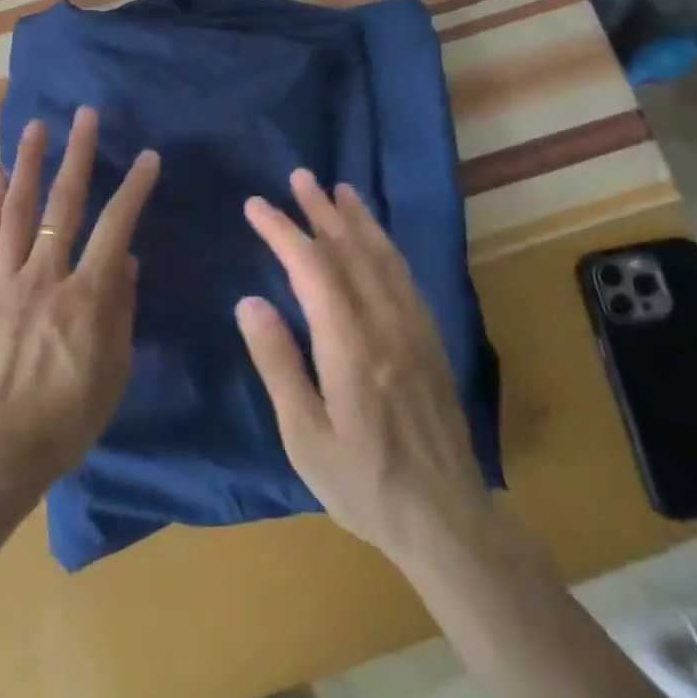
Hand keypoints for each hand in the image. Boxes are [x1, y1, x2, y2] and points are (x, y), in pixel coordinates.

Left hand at [0, 107, 160, 508]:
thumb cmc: (69, 418)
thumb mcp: (115, 371)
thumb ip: (122, 310)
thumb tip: (127, 261)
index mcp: (86, 297)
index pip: (117, 228)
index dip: (134, 189)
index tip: (148, 158)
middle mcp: (45, 277)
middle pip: (63, 205)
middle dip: (78, 155)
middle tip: (85, 116)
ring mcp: (5, 283)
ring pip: (17, 212)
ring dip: (27, 166)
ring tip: (36, 129)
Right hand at [237, 171, 494, 569]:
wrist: (446, 520)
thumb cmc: (362, 483)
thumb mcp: (304, 436)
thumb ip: (277, 363)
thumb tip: (250, 301)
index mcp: (350, 346)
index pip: (312, 268)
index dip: (283, 231)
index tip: (256, 207)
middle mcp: (386, 324)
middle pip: (351, 250)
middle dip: (321, 210)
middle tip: (299, 177)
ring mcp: (415, 330)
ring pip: (384, 257)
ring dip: (358, 219)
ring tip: (339, 190)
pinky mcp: (431, 341)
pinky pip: (407, 277)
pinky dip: (386, 246)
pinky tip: (377, 239)